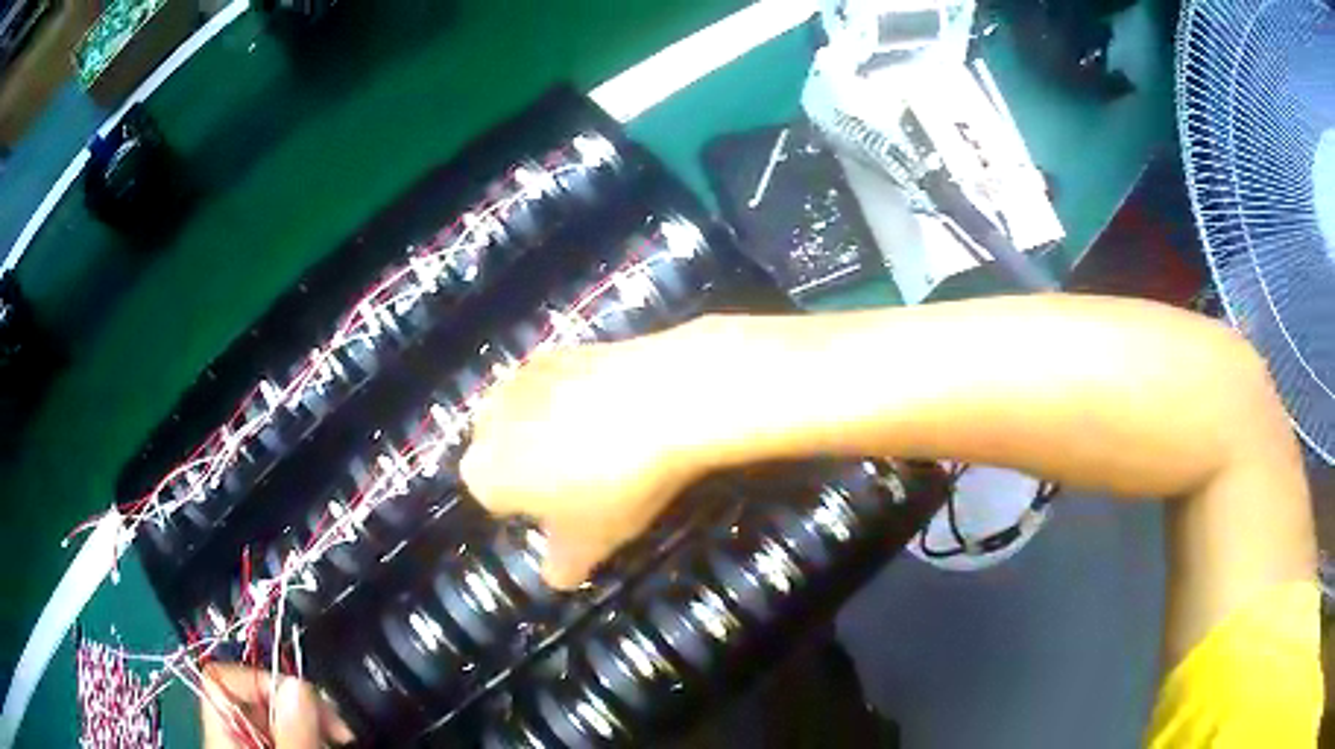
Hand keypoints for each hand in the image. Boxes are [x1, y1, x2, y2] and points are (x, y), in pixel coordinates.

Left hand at [201, 664, 353, 747]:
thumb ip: (293, 730)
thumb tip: (300, 683)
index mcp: (221, 730)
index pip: (221, 677)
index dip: (259, 677)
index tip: (303, 698)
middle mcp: (228, 733)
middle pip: (251, 694)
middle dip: (296, 702)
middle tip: (335, 724)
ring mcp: (246, 743)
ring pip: (271, 714)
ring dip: (307, 719)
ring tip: (336, 736)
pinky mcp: (265, 748)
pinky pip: (281, 730)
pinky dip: (306, 732)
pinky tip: (325, 742)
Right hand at [461, 336, 710, 588]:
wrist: (665, 399)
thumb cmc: (617, 484)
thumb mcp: (594, 540)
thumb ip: (564, 564)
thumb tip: (556, 576)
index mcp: (485, 472)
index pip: (492, 497)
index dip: (529, 507)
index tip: (568, 511)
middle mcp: (488, 420)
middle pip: (501, 450)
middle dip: (529, 463)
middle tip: (582, 478)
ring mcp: (521, 377)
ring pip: (524, 413)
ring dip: (548, 427)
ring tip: (602, 440)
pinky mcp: (558, 348)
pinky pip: (553, 383)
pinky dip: (572, 395)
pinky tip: (613, 405)